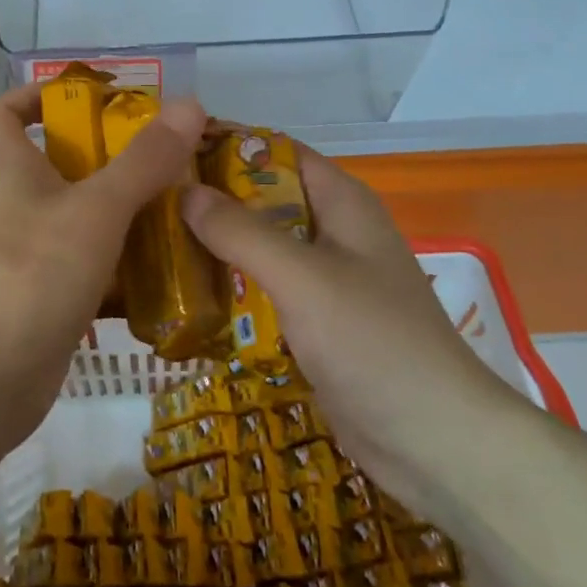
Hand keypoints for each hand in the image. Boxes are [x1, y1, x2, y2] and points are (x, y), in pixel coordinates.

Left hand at [0, 84, 206, 456]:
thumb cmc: (34, 276)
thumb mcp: (95, 210)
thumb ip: (142, 161)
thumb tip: (188, 104)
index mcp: (11, 170)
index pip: (2, 113)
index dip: (36, 95)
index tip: (90, 97)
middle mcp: (15, 205)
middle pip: (57, 162)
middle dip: (108, 155)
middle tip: (165, 156)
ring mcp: (29, 252)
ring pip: (79, 214)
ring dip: (123, 208)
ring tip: (181, 205)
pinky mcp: (46, 293)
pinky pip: (88, 261)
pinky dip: (121, 258)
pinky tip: (166, 265)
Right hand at [180, 145, 523, 488]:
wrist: (437, 443)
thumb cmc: (374, 342)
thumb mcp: (302, 278)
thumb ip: (242, 232)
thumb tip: (185, 191)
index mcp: (341, 202)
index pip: (275, 151)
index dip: (226, 143)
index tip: (168, 151)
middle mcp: (333, 230)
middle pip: (262, 198)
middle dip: (211, 198)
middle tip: (149, 203)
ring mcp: (325, 278)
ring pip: (260, 246)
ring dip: (216, 245)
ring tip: (154, 245)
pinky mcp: (316, 321)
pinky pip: (265, 289)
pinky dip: (231, 287)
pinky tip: (186, 295)